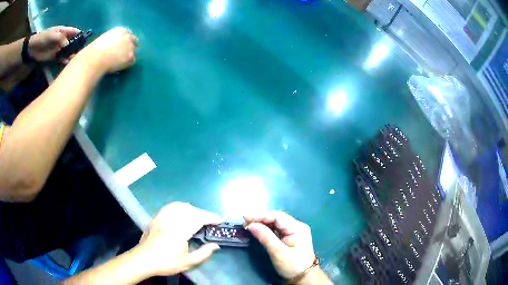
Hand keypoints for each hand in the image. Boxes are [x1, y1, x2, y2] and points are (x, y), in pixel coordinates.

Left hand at [28, 26, 80, 62]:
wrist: (32, 49)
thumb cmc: (43, 38)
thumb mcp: (53, 35)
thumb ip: (62, 39)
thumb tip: (69, 46)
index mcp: (64, 31)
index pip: (75, 32)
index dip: (81, 35)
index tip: (85, 41)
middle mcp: (63, 39)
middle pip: (73, 42)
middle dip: (77, 47)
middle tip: (81, 54)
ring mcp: (59, 49)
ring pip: (68, 51)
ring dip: (72, 55)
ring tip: (75, 60)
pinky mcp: (54, 58)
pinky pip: (62, 59)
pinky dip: (65, 62)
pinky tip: (68, 64)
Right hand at [81, 27, 138, 73]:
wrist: (96, 58)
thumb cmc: (95, 50)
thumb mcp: (105, 39)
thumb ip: (113, 40)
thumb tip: (114, 46)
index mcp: (120, 30)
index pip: (128, 34)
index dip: (126, 41)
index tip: (123, 46)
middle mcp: (128, 36)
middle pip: (134, 41)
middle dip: (131, 47)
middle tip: (126, 55)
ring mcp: (130, 46)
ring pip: (134, 51)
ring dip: (129, 56)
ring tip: (120, 62)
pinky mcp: (130, 56)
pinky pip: (132, 61)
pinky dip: (127, 64)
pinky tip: (120, 66)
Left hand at [135, 202, 222, 276]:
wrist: (144, 259)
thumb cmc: (166, 262)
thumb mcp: (188, 262)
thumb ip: (203, 253)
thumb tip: (216, 245)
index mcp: (179, 231)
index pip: (198, 218)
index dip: (211, 218)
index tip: (220, 221)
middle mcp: (171, 220)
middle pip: (191, 210)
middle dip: (203, 214)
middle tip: (211, 223)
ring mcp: (162, 216)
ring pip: (181, 206)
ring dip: (193, 209)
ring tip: (198, 217)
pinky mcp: (157, 217)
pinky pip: (171, 206)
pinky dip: (180, 207)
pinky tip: (183, 213)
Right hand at [245, 212, 331, 283]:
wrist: (303, 277)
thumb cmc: (292, 266)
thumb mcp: (278, 253)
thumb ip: (265, 237)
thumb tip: (251, 225)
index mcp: (297, 228)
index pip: (277, 216)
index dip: (260, 215)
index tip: (245, 217)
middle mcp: (296, 226)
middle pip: (276, 218)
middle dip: (260, 218)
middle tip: (244, 221)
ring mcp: (294, 231)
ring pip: (275, 223)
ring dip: (262, 223)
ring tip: (248, 224)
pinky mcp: (290, 237)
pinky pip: (276, 229)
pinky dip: (266, 228)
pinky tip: (258, 229)